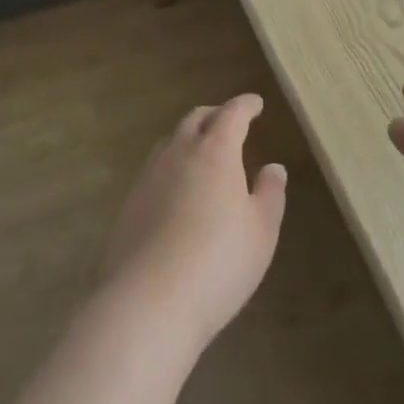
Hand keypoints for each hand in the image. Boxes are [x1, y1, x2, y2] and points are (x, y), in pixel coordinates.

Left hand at [98, 94, 286, 353]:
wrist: (148, 300)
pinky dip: (172, 163)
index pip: (231, 114)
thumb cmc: (218, 263)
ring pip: (171, 140)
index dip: (245, 106)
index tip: (256, 103)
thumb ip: (269, 195)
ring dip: (190, 136)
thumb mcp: (261, 232)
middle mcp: (179, 152)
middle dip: (215, 115)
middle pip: (196, 119)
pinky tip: (177, 186)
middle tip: (229, 121)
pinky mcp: (130, 200)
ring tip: (203, 149)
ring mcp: (150, 174)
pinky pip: (155, 166)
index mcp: (215, 151)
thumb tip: (273, 167)